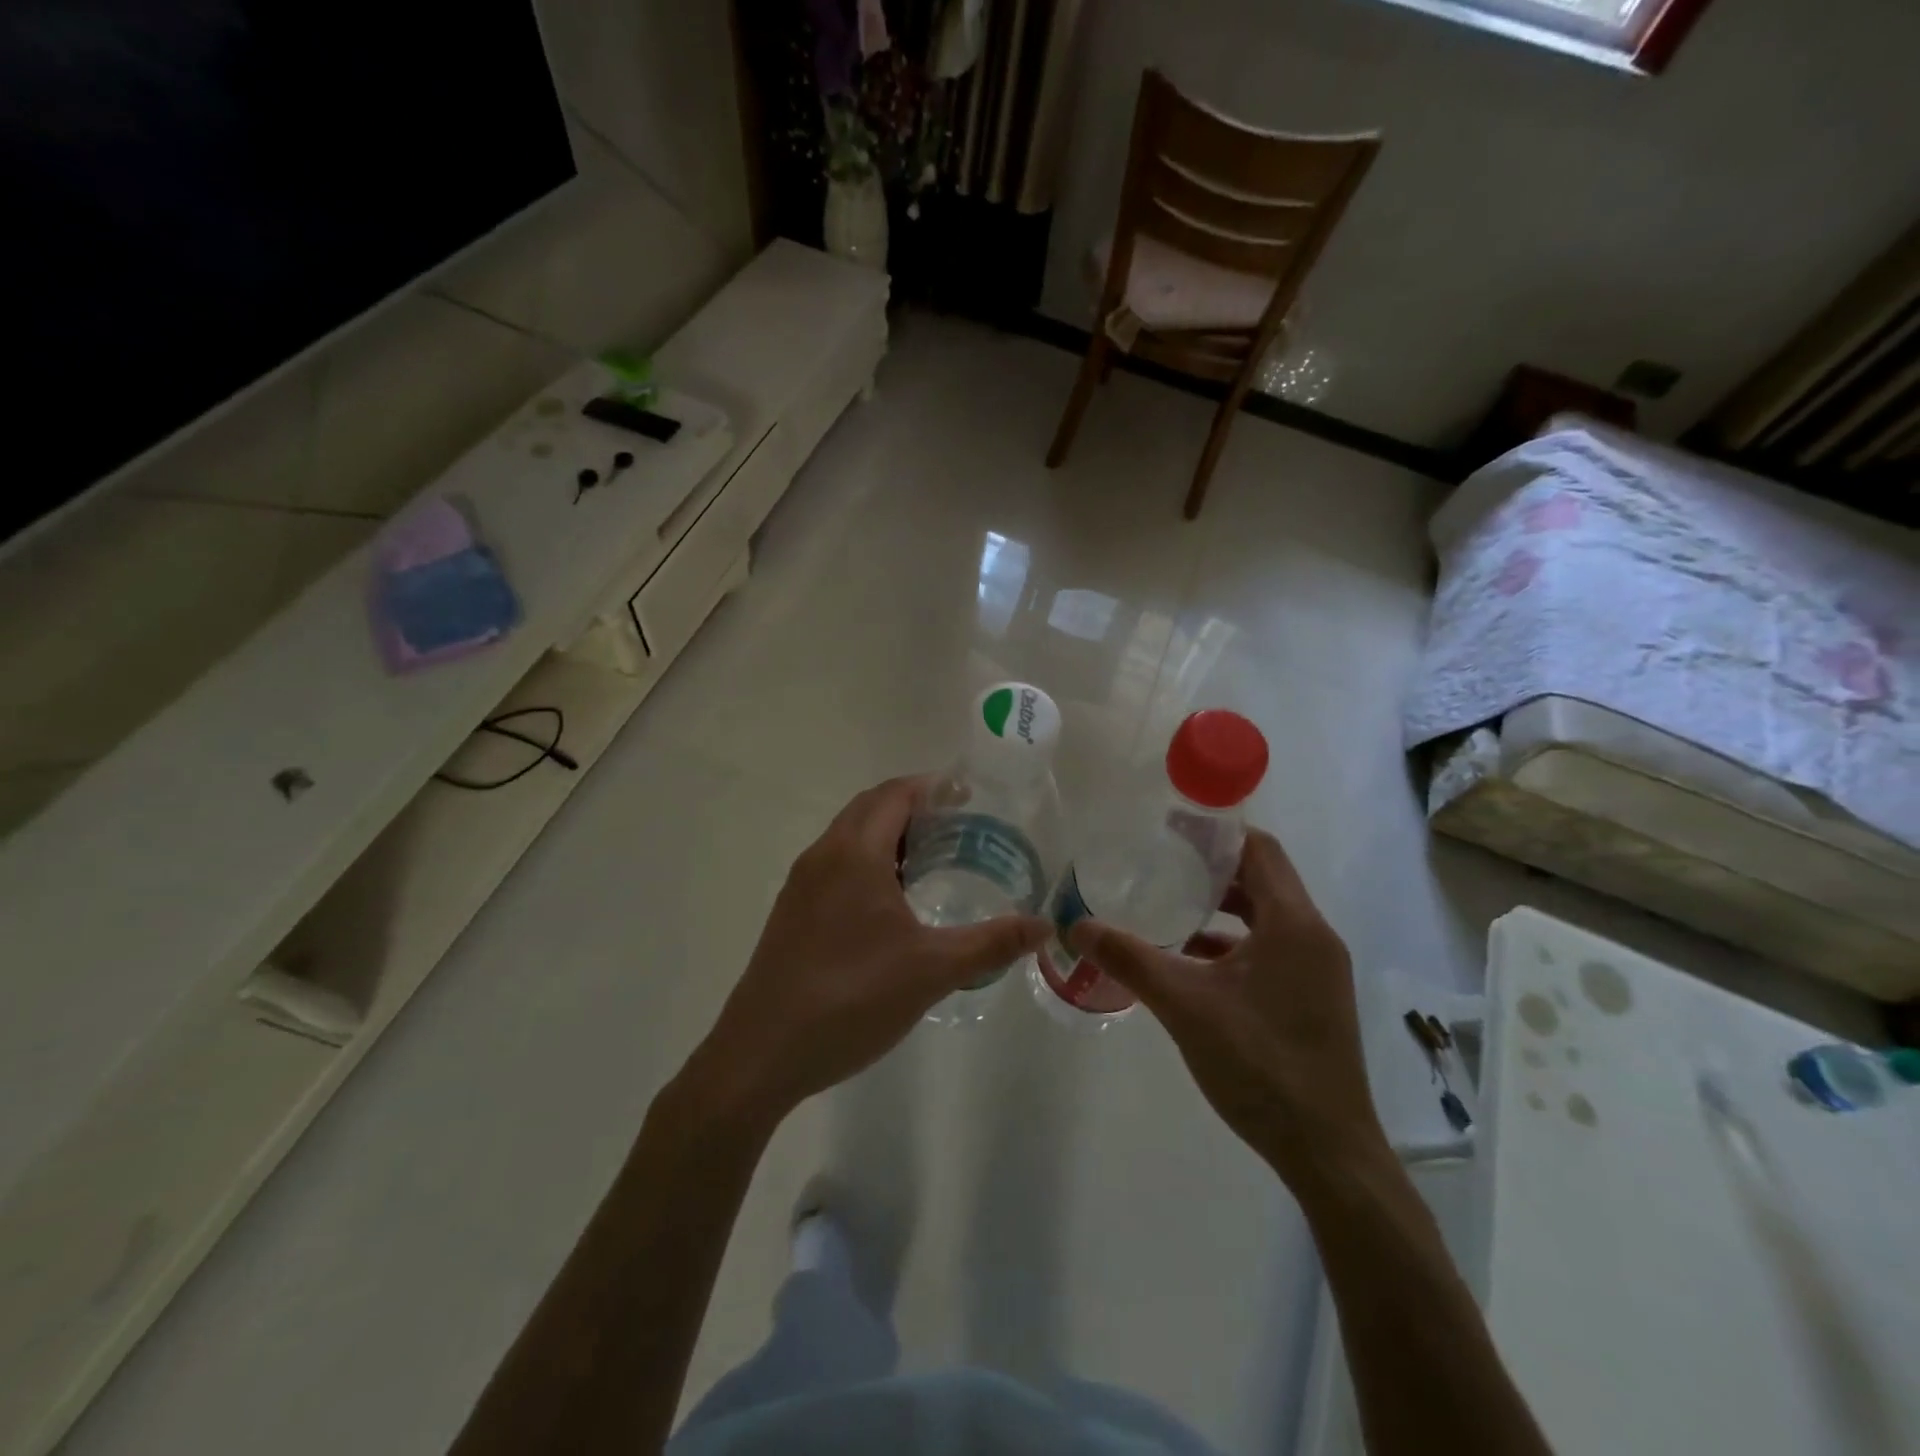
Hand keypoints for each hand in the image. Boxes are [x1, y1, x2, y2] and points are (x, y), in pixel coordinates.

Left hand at [681, 776, 1049, 1129]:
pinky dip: (868, 862)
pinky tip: (891, 904)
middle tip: (959, 827)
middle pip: (871, 807)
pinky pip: (835, 865)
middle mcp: (823, 856)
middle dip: (914, 807)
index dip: (933, 787)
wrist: (761, 1054)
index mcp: (855, 853)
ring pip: (849, 837)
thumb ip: (991, 943)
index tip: (970, 797)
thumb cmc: (851, 998)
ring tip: (932, 861)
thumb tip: (1044, 926)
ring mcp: (801, 885)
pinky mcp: (792, 913)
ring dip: (888, 835)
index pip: (895, 794)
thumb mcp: (932, 970)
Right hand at [1068, 829, 1387, 1191]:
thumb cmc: (1260, 1064)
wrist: (1327, 1152)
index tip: (1170, 825)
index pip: (1259, 849)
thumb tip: (1075, 926)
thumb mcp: (1184, 1005)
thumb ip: (1129, 959)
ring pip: (1265, 917)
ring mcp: (1318, 970)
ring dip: (1221, 907)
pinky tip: (1190, 960)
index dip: (1216, 832)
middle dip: (1212, 867)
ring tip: (1169, 904)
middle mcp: (1314, 936)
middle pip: (1262, 879)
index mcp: (1294, 923)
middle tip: (1160, 860)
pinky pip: (1270, 949)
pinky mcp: (1312, 998)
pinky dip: (1232, 943)